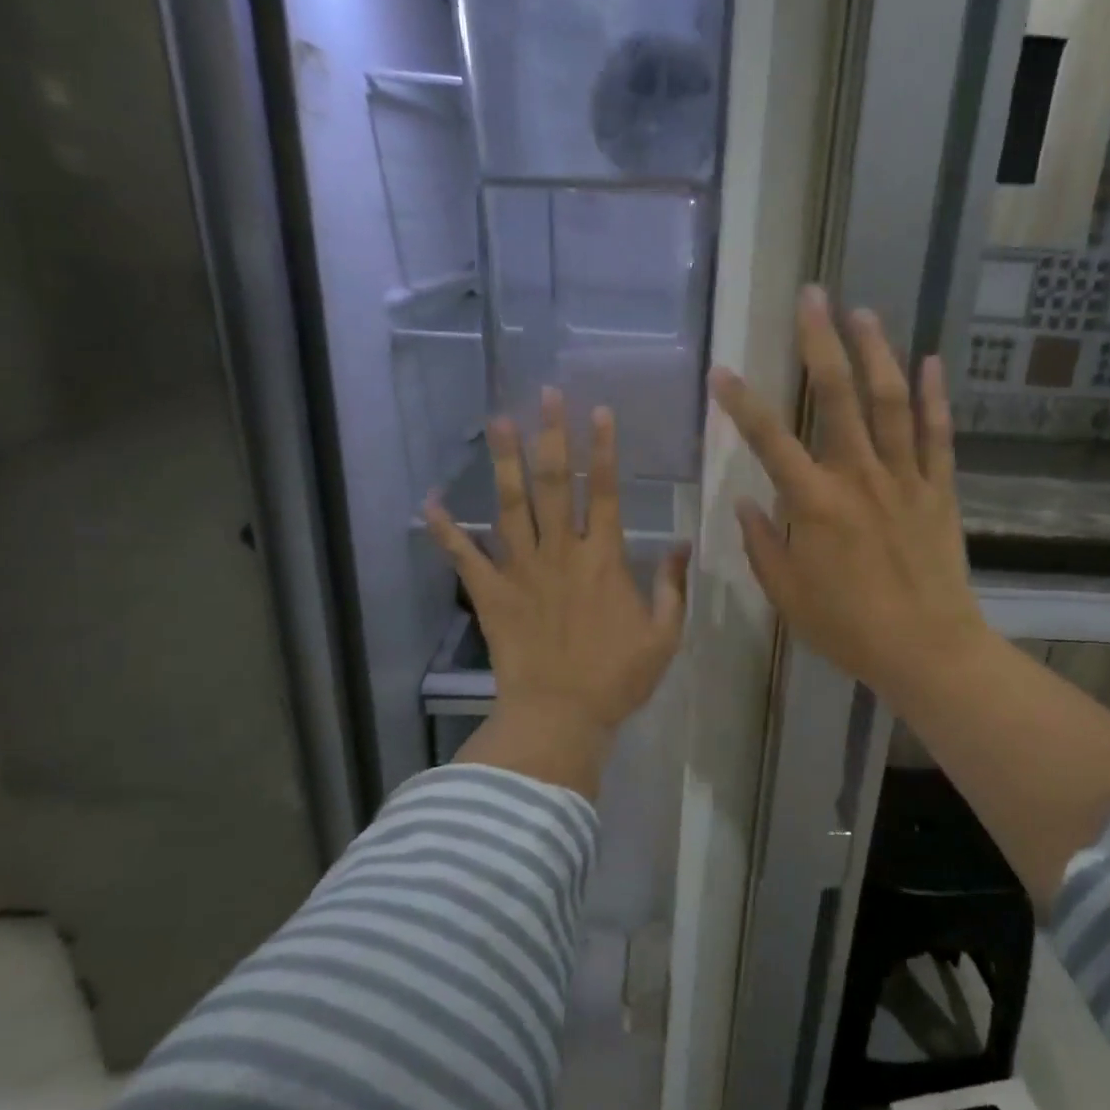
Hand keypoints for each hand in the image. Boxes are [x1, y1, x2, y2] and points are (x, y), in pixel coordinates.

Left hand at [426, 389, 689, 797]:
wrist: (560, 715)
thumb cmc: (617, 678)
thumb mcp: (664, 635)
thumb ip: (672, 587)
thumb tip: (681, 544)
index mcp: (603, 559)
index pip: (604, 492)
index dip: (603, 450)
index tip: (598, 412)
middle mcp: (560, 552)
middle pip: (555, 484)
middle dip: (553, 437)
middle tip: (547, 395)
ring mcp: (520, 569)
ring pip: (511, 506)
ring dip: (506, 461)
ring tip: (500, 421)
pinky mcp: (490, 593)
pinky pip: (463, 556)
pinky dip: (445, 529)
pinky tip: (429, 501)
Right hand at [709, 286, 991, 714]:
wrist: (926, 648)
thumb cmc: (848, 627)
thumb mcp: (787, 595)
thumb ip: (762, 545)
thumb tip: (747, 502)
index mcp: (814, 504)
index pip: (770, 440)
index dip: (742, 403)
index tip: (723, 370)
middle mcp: (858, 477)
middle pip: (838, 397)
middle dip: (821, 343)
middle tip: (812, 297)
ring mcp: (904, 479)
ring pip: (891, 403)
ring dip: (876, 353)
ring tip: (863, 313)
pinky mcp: (939, 489)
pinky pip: (937, 435)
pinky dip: (935, 397)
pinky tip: (931, 362)